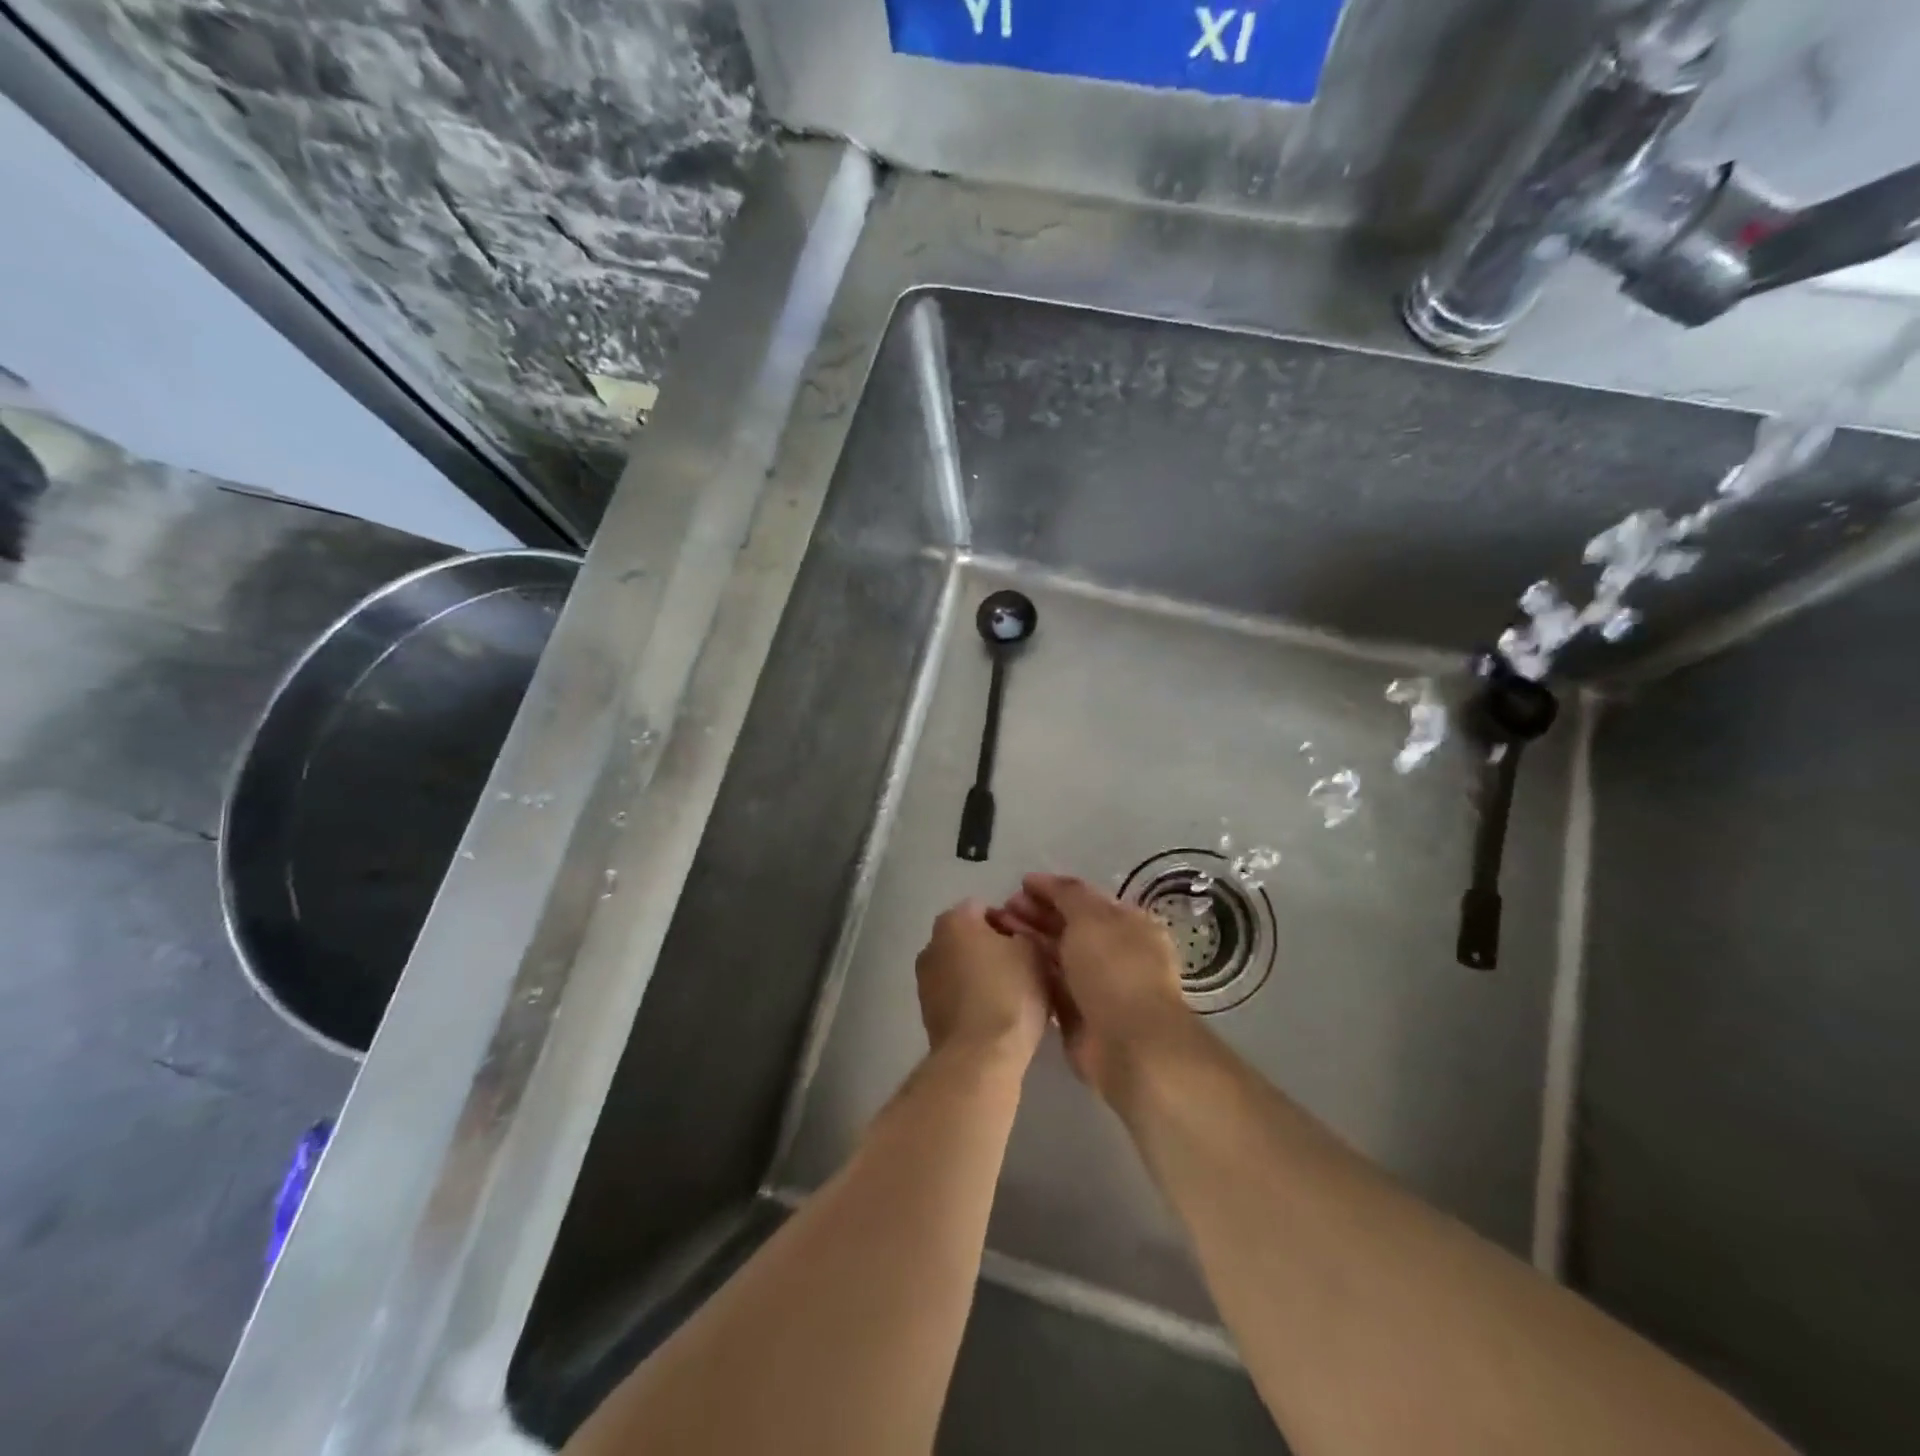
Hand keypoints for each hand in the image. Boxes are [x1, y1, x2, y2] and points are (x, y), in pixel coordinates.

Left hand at [915, 899, 1051, 1067]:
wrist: (980, 1057)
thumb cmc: (1010, 992)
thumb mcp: (1034, 952)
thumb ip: (1026, 933)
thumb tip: (1017, 937)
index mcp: (953, 920)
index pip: (985, 908)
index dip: (1011, 922)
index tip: (1030, 943)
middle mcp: (931, 943)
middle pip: (970, 937)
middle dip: (994, 947)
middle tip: (1024, 968)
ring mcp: (925, 980)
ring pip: (962, 966)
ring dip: (982, 974)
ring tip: (1012, 996)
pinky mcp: (927, 1012)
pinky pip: (956, 994)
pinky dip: (973, 998)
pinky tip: (996, 1015)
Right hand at [989, 874, 1198, 1101]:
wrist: (1129, 1044)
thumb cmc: (1114, 969)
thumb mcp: (1091, 917)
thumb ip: (1068, 894)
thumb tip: (1046, 881)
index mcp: (1127, 924)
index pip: (1085, 899)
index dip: (1053, 890)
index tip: (1020, 885)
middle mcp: (1114, 952)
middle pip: (1069, 926)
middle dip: (1036, 914)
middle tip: (1002, 907)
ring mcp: (1096, 985)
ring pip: (1057, 954)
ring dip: (1029, 939)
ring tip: (997, 929)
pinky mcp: (1078, 1014)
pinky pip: (1051, 985)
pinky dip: (1031, 971)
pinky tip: (1007, 961)